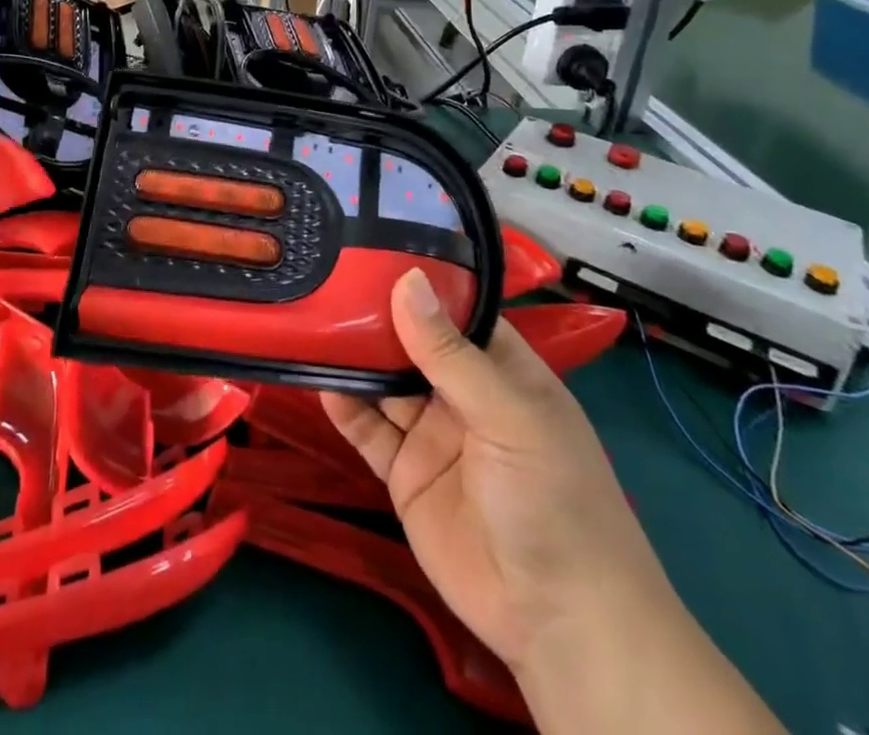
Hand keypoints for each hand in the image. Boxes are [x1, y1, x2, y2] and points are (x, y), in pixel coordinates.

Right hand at [320, 269, 678, 672]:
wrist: (556, 621)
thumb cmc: (552, 498)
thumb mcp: (508, 415)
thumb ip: (450, 353)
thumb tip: (406, 279)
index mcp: (501, 370)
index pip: (455, 312)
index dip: (419, 282)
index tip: (371, 247)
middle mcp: (463, 394)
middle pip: (411, 343)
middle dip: (374, 315)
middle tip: (326, 275)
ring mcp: (431, 433)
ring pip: (383, 382)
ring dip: (353, 357)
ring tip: (312, 318)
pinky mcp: (404, 472)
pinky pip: (367, 430)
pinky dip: (343, 406)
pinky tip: (317, 379)